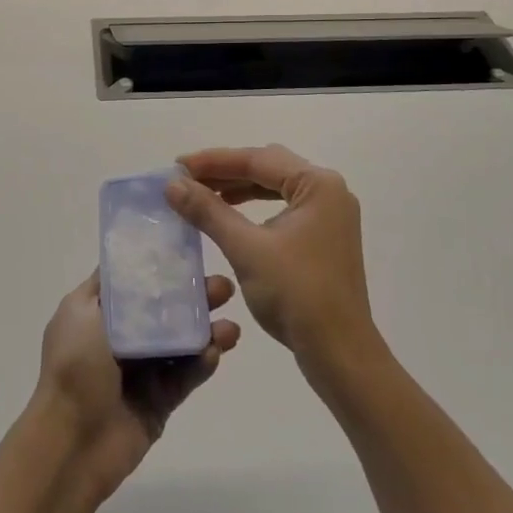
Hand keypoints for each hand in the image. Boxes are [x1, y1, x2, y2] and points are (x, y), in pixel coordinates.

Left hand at [33, 269, 240, 500]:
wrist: (71, 442)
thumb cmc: (74, 367)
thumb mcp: (81, 312)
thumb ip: (109, 285)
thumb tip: (127, 258)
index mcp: (99, 313)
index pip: (134, 282)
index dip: (160, 267)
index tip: (191, 253)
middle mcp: (121, 337)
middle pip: (164, 310)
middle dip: (194, 297)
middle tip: (224, 288)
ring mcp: (142, 370)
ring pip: (181, 342)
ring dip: (206, 331)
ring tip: (231, 328)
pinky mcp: (159, 400)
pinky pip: (185, 376)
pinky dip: (201, 364)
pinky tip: (216, 352)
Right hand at [168, 146, 383, 380]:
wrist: (339, 353)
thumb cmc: (296, 294)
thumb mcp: (246, 249)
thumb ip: (208, 211)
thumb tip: (172, 184)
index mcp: (318, 184)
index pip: (258, 159)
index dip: (213, 161)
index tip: (177, 165)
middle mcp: (329, 191)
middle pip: (268, 167)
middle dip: (226, 171)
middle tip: (187, 178)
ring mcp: (330, 214)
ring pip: (275, 187)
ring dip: (239, 189)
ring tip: (202, 194)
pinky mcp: (325, 236)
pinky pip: (284, 207)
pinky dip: (255, 207)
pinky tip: (230, 216)